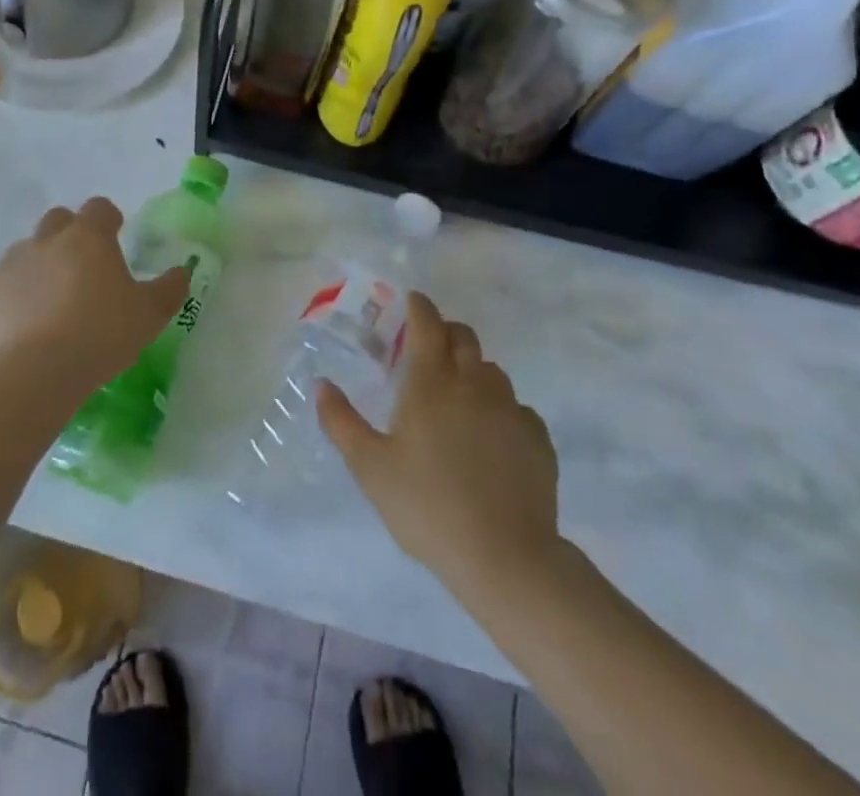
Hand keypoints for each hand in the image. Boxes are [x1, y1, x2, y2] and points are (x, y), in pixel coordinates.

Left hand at [0, 198, 190, 390]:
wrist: (32, 374)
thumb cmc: (100, 335)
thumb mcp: (150, 315)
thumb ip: (170, 288)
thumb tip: (182, 271)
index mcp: (88, 238)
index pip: (99, 208)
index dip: (108, 219)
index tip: (116, 236)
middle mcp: (45, 241)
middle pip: (57, 221)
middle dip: (70, 236)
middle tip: (83, 270)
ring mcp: (8, 265)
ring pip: (25, 253)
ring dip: (39, 268)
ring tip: (50, 307)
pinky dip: (10, 300)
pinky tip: (19, 330)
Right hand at [319, 294, 563, 594]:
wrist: (505, 557)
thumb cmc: (426, 506)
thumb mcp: (370, 467)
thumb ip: (341, 421)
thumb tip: (322, 384)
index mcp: (431, 381)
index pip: (427, 323)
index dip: (418, 306)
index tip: (411, 302)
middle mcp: (473, 382)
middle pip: (463, 337)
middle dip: (444, 333)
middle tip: (427, 352)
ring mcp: (511, 408)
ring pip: (491, 371)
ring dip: (472, 371)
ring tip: (457, 400)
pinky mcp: (537, 437)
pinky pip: (516, 407)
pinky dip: (499, 409)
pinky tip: (489, 439)